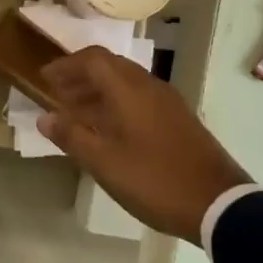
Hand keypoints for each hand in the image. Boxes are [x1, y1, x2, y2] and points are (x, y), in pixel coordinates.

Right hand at [39, 47, 251, 242]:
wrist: (218, 203)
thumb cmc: (154, 180)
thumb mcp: (104, 163)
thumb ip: (72, 136)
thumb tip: (45, 118)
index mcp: (129, 90)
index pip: (93, 59)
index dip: (66, 65)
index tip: (44, 78)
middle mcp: (149, 86)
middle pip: (110, 66)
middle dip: (80, 76)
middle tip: (57, 93)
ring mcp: (168, 102)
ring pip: (126, 82)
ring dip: (98, 90)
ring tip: (76, 111)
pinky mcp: (179, 118)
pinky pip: (140, 97)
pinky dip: (117, 103)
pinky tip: (108, 128)